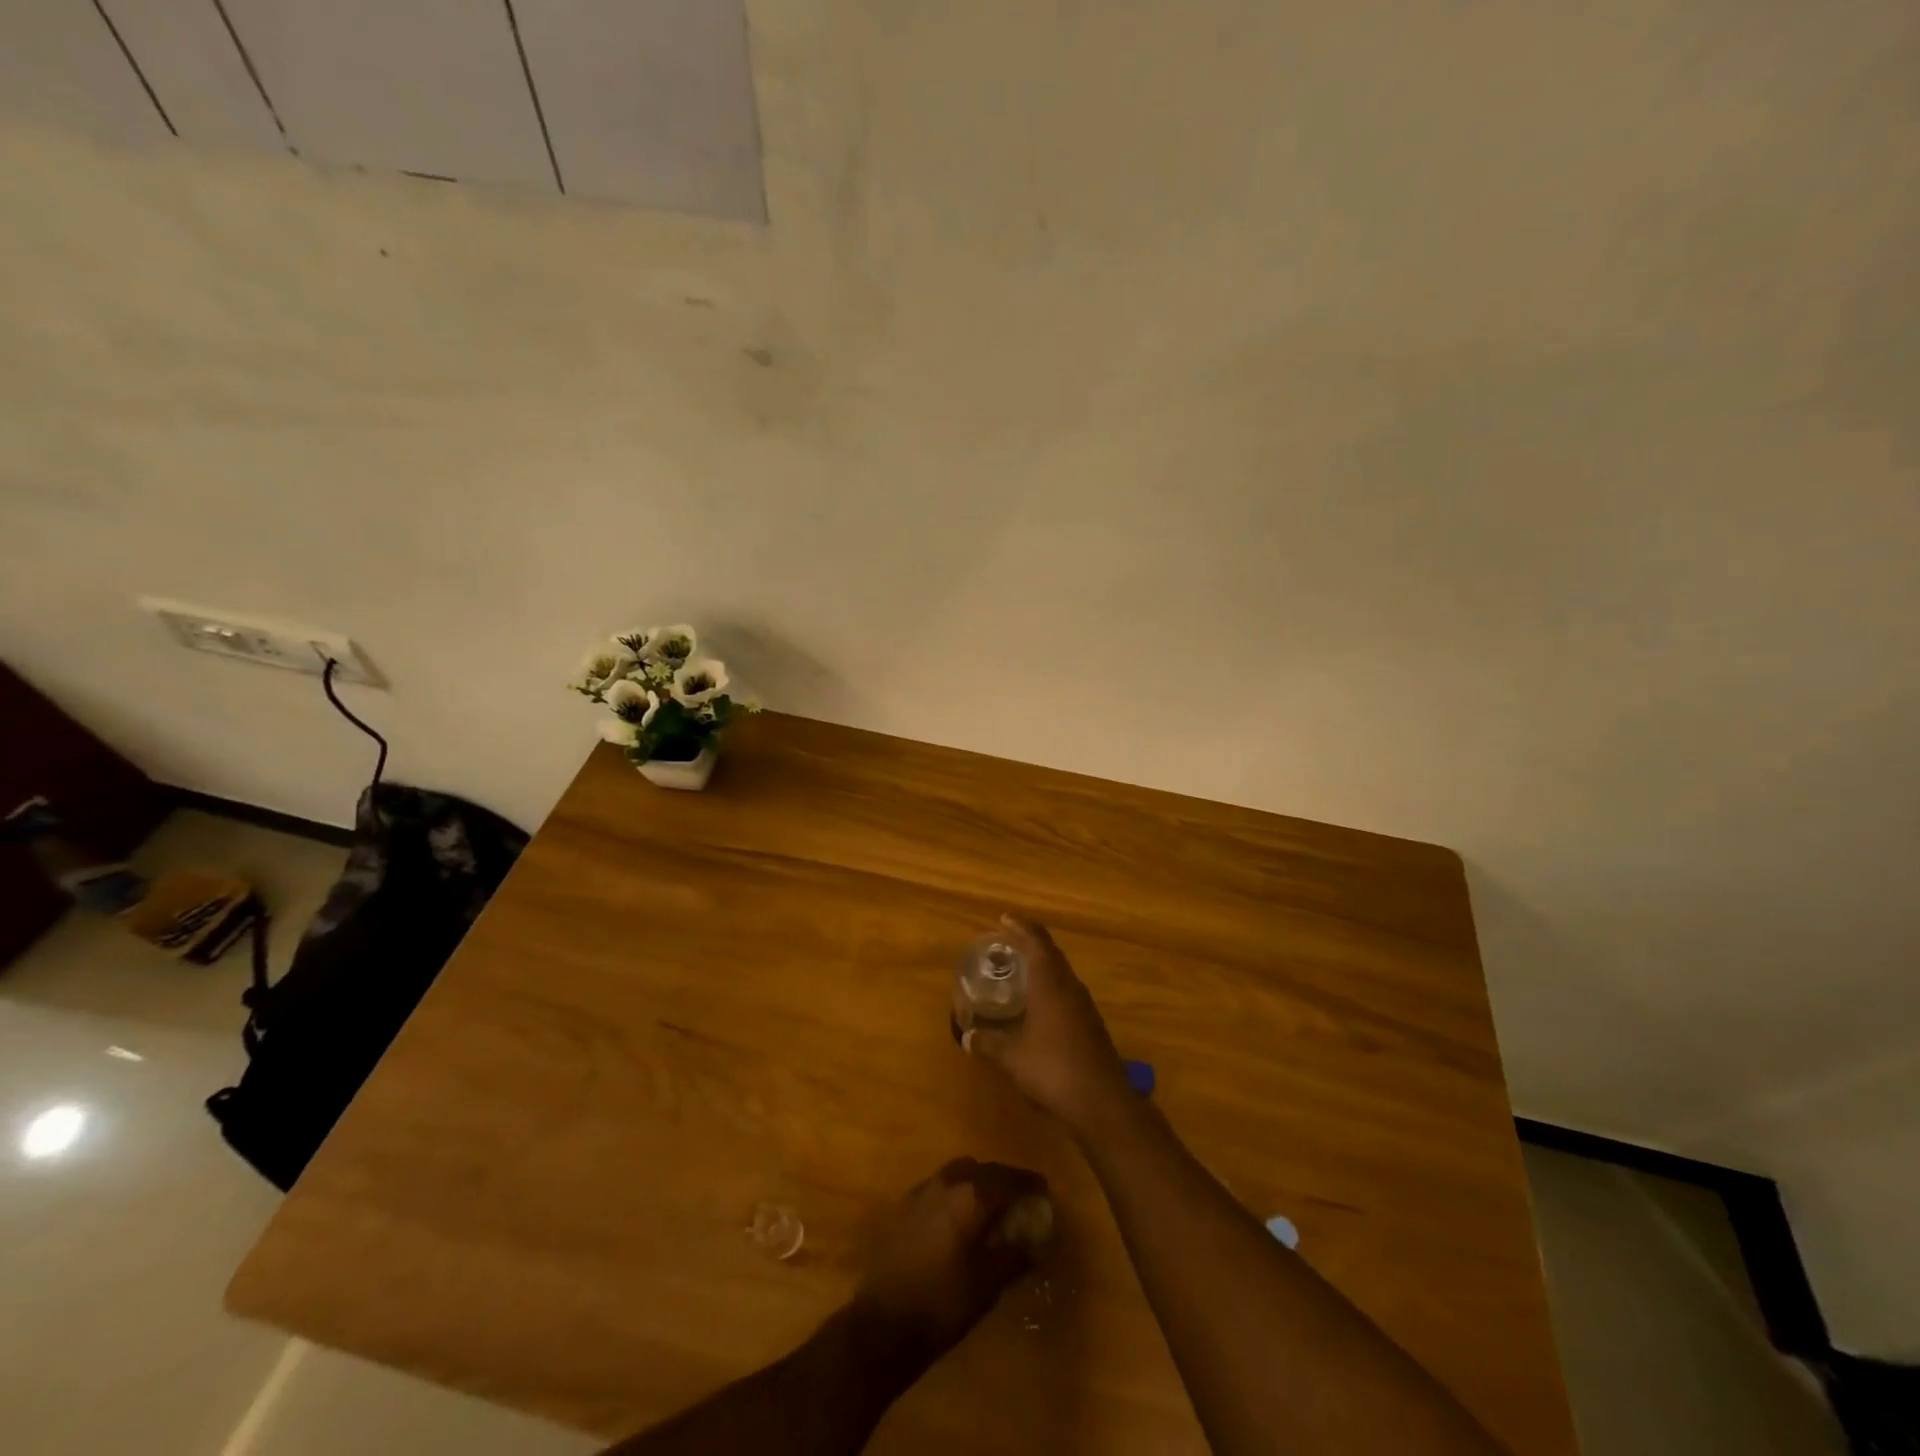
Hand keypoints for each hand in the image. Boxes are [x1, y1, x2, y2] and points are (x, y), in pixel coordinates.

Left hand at [853, 1157, 1048, 1358]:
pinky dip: (956, 1194)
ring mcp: (921, 1190)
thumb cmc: (942, 1304)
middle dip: (1002, 1180)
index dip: (1028, 1182)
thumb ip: (1014, 1255)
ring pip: (958, 1173)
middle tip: (1017, 1201)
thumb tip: (1035, 1241)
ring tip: (989, 1209)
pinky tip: (959, 1220)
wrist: (882, 1322)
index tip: (1043, 1191)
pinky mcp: (904, 1205)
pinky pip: (939, 1187)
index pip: (1008, 1177)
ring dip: (977, 1184)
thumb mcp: (987, 1284)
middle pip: (982, 1169)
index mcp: (971, 1196)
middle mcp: (946, 1182)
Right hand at [963, 914, 1132, 1132]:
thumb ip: (988, 1042)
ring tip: (1021, 971)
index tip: (1005, 918)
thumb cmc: (1052, 1068)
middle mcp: (1070, 986)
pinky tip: (1039, 1006)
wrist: (1102, 1101)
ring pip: (1062, 973)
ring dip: (1043, 966)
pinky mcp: (1092, 1025)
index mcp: (1051, 982)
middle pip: (1052, 954)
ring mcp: (1085, 1006)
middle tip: (1008, 942)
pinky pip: (1068, 993)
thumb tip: (968, 1036)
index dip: (1022, 926)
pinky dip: (1051, 988)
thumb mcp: (1011, 1056)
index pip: (1037, 941)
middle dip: (1031, 943)